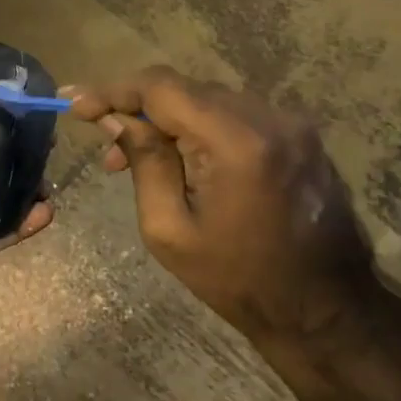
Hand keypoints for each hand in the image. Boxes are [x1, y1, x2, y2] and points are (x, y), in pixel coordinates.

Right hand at [66, 68, 372, 344]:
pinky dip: (200, 126)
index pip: (161, 88)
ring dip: (167, 119)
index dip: (113, 91)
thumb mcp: (169, 229)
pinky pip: (234, 114)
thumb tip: (114, 117)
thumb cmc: (238, 280)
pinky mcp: (299, 135)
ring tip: (137, 158)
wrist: (326, 312)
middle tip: (106, 147)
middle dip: (137, 109)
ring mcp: (291, 124)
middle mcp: (269, 118)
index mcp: (236, 142)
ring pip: (207, 99)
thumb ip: (144, 161)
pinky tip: (182, 157)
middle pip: (184, 89)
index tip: (74, 104)